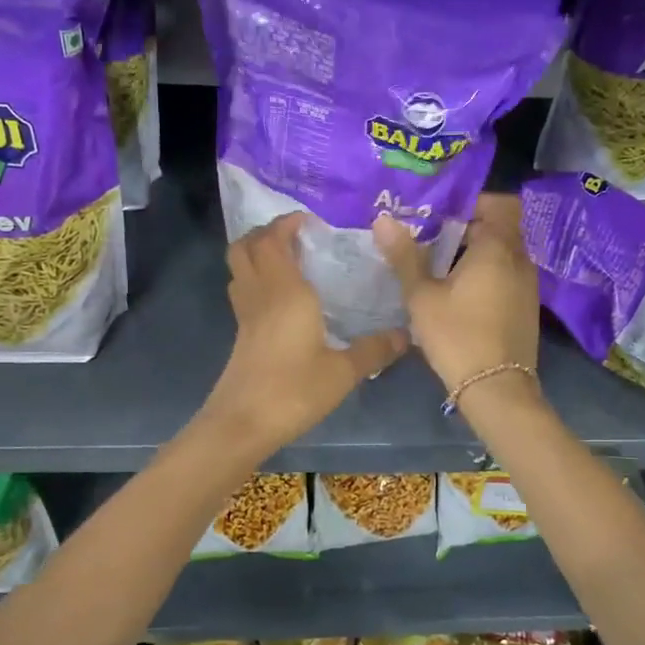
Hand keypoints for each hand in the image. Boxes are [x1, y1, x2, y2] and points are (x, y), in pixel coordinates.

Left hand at [201, 213, 408, 455]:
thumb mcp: (343, 372)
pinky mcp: (241, 333)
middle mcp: (260, 294)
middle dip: (266, 232)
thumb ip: (374, 350)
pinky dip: (256, 278)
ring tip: (288, 257)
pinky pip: (243, 289)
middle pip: (245, 246)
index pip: (272, 240)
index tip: (310, 220)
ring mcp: (245, 314)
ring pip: (239, 267)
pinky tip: (281, 296)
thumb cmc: (293, 390)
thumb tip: (406, 334)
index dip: (285, 223)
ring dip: (256, 252)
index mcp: (285, 291)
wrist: (243, 424)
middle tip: (296, 235)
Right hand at [375, 194, 540, 396]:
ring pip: (502, 252)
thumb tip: (383, 219)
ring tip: (438, 263)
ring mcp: (527, 283)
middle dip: (465, 227)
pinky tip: (458, 290)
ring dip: (474, 251)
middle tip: (429, 235)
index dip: (468, 202)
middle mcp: (520, 259)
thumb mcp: (422, 296)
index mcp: (497, 248)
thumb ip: (404, 256)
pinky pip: (506, 273)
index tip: (436, 211)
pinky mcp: (526, 305)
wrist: (496, 389)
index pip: (495, 203)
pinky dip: (485, 272)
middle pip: (497, 227)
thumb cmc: (457, 336)